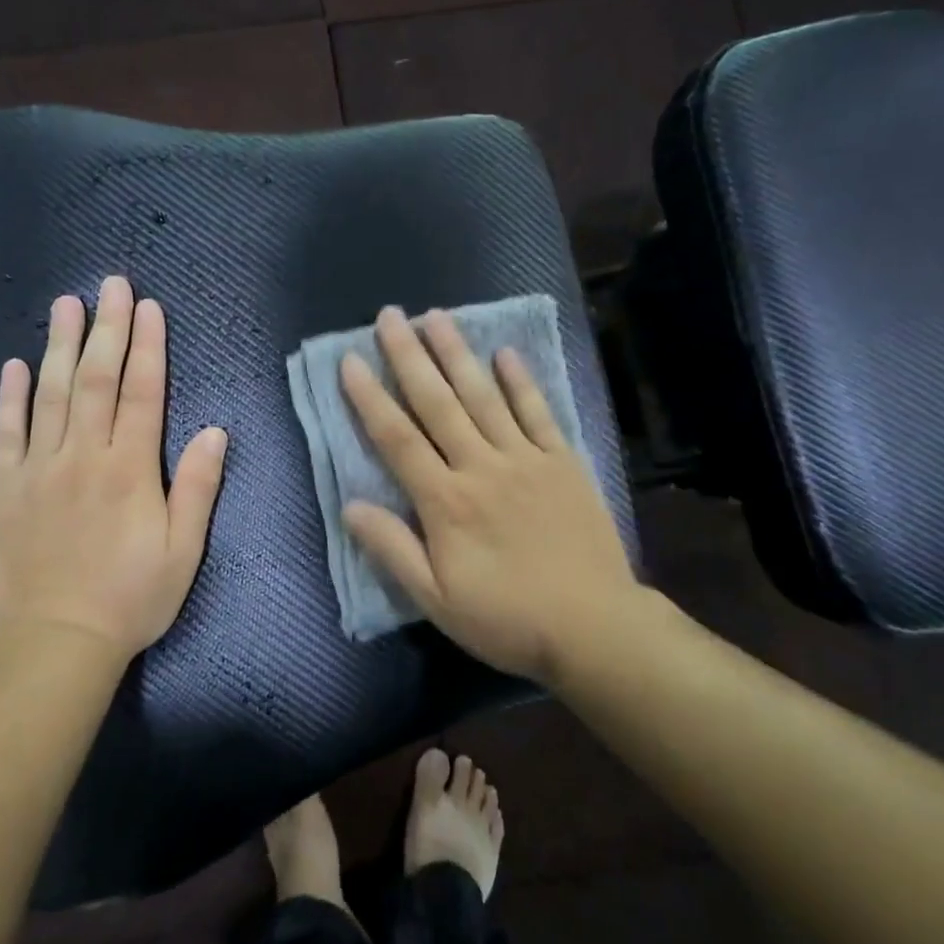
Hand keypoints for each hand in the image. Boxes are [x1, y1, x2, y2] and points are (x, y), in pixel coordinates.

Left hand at [0, 276, 227, 666]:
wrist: (57, 641)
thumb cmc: (132, 597)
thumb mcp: (183, 550)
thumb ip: (197, 486)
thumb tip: (213, 430)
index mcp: (130, 469)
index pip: (141, 393)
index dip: (148, 347)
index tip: (149, 308)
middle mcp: (83, 457)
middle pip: (95, 379)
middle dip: (106, 328)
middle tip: (110, 285)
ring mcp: (39, 469)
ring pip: (51, 395)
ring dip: (59, 345)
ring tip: (65, 304)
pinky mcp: (5, 488)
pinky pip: (7, 433)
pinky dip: (11, 397)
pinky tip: (15, 365)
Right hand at [339, 306, 637, 685]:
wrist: (594, 627)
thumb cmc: (507, 619)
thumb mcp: (436, 600)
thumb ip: (392, 549)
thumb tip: (350, 505)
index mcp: (445, 501)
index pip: (397, 439)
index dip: (370, 398)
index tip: (350, 360)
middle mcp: (481, 466)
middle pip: (438, 403)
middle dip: (409, 356)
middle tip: (390, 316)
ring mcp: (526, 459)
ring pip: (483, 396)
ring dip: (457, 354)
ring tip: (436, 317)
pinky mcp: (563, 462)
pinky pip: (539, 412)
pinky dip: (521, 381)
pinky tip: (504, 353)